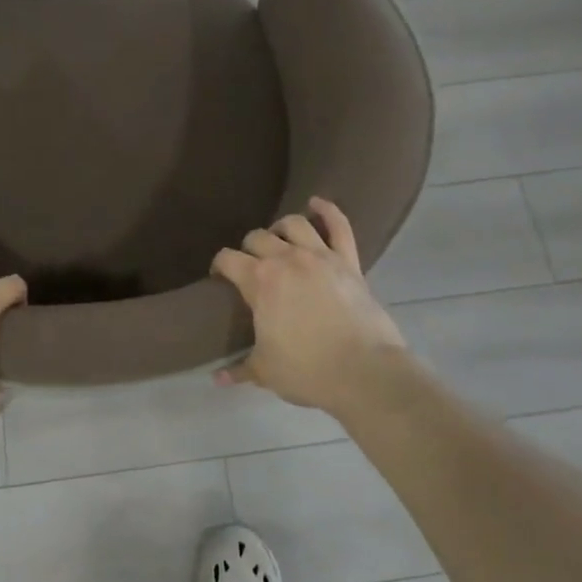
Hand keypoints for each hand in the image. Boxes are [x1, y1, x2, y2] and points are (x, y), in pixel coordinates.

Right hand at [211, 198, 406, 414]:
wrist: (365, 372)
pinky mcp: (348, 261)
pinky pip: (339, 227)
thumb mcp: (266, 371)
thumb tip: (216, 378)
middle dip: (249, 249)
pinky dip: (328, 211)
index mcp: (259, 281)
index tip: (220, 277)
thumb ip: (239, 369)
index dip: (220, 265)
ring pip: (294, 224)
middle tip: (251, 266)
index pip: (227, 259)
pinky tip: (317, 202)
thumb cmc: (308, 370)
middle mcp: (286, 259)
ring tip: (279, 240)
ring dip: (281, 229)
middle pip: (257, 237)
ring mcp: (320, 256)